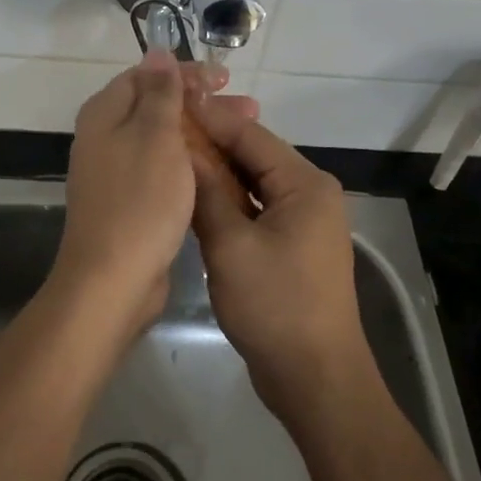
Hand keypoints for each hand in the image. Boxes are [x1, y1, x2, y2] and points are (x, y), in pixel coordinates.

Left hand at [52, 51, 254, 335]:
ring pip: (165, 138)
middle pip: (158, 106)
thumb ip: (159, 93)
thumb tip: (156, 51)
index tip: (226, 79)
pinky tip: (220, 168)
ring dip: (202, 132)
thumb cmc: (139, 200)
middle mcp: (105, 137)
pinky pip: (164, 168)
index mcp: (105, 114)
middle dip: (202, 103)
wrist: (113, 279)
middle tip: (249, 108)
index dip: (187, 73)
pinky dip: (191, 162)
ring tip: (245, 134)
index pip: (147, 76)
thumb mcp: (156, 136)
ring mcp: (117, 171)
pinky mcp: (130, 200)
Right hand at [188, 105, 368, 416]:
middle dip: (211, 143)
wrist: (315, 379)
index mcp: (305, 184)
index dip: (209, 117)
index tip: (171, 101)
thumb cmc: (275, 306)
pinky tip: (196, 198)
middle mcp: (310, 193)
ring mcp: (303, 221)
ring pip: (253, 183)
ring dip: (218, 173)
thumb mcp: (231, 245)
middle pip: (254, 156)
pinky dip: (229, 202)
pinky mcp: (293, 245)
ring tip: (172, 157)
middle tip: (165, 129)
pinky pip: (257, 209)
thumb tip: (183, 149)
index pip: (250, 135)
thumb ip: (207, 192)